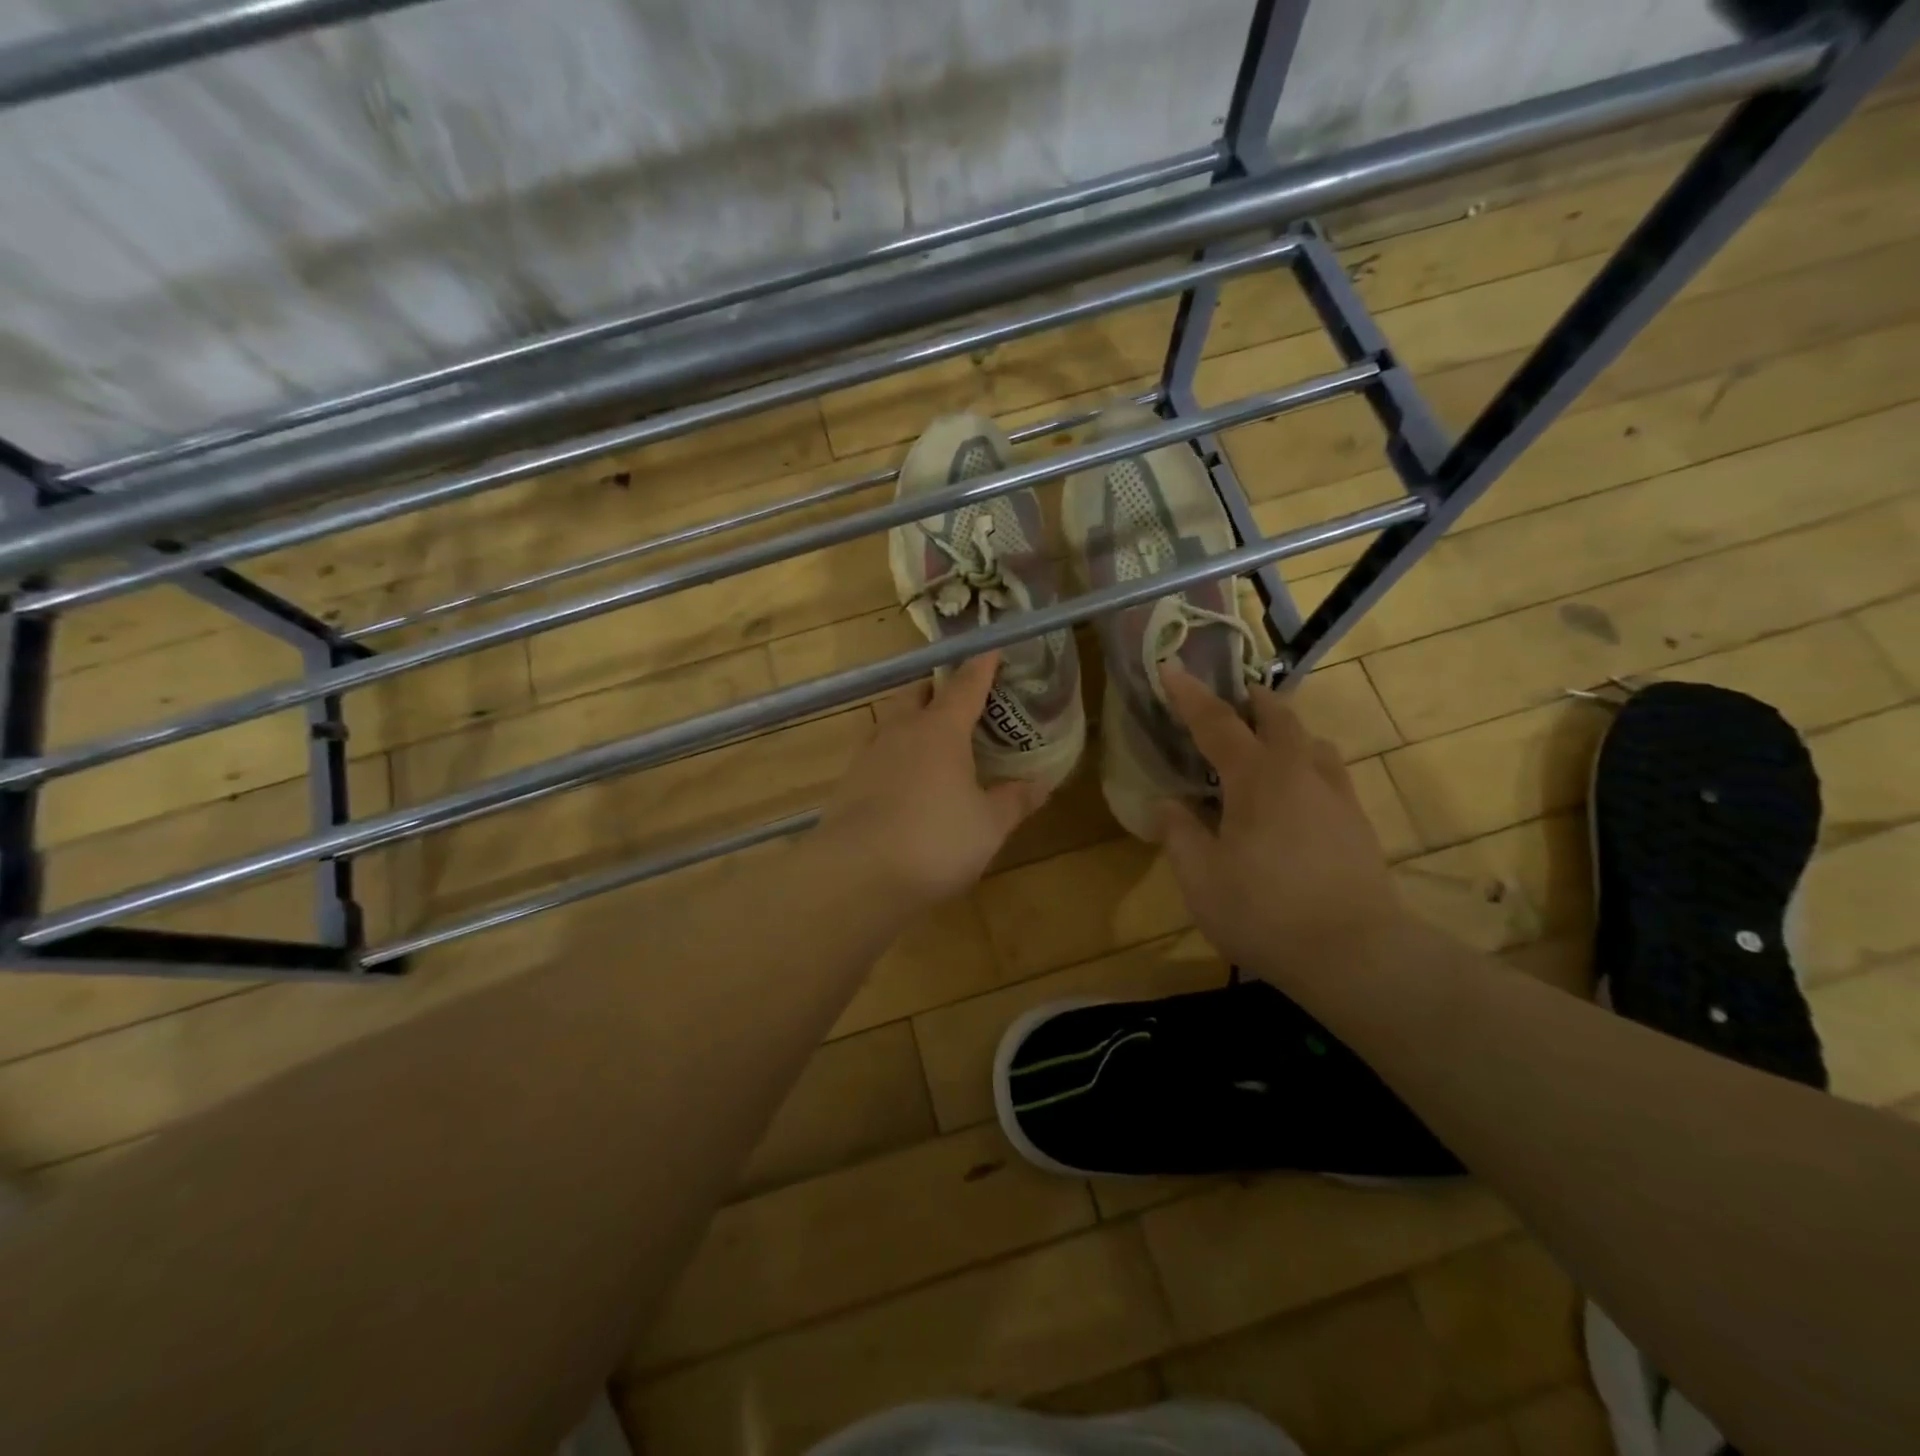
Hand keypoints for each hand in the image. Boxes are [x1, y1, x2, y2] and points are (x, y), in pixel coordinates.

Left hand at [819, 653, 1049, 906]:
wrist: (855, 875)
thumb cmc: (934, 841)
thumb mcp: (988, 826)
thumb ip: (1014, 800)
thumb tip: (1041, 783)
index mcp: (940, 730)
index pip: (965, 686)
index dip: (981, 667)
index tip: (992, 650)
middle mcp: (901, 731)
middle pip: (917, 693)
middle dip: (937, 688)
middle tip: (958, 697)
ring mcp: (868, 755)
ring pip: (890, 719)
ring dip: (909, 717)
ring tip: (929, 734)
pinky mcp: (847, 783)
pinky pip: (874, 751)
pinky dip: (892, 752)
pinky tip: (900, 775)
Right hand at [1158, 662, 1404, 983]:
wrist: (1357, 955)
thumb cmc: (1264, 912)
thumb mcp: (1200, 878)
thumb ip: (1179, 834)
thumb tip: (1170, 803)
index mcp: (1256, 778)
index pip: (1217, 723)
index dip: (1189, 695)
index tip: (1170, 667)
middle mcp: (1299, 773)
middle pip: (1278, 717)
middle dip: (1251, 699)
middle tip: (1230, 697)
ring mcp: (1336, 796)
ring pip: (1312, 742)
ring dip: (1285, 731)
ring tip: (1264, 745)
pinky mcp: (1358, 824)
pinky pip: (1329, 773)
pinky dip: (1306, 764)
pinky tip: (1296, 794)